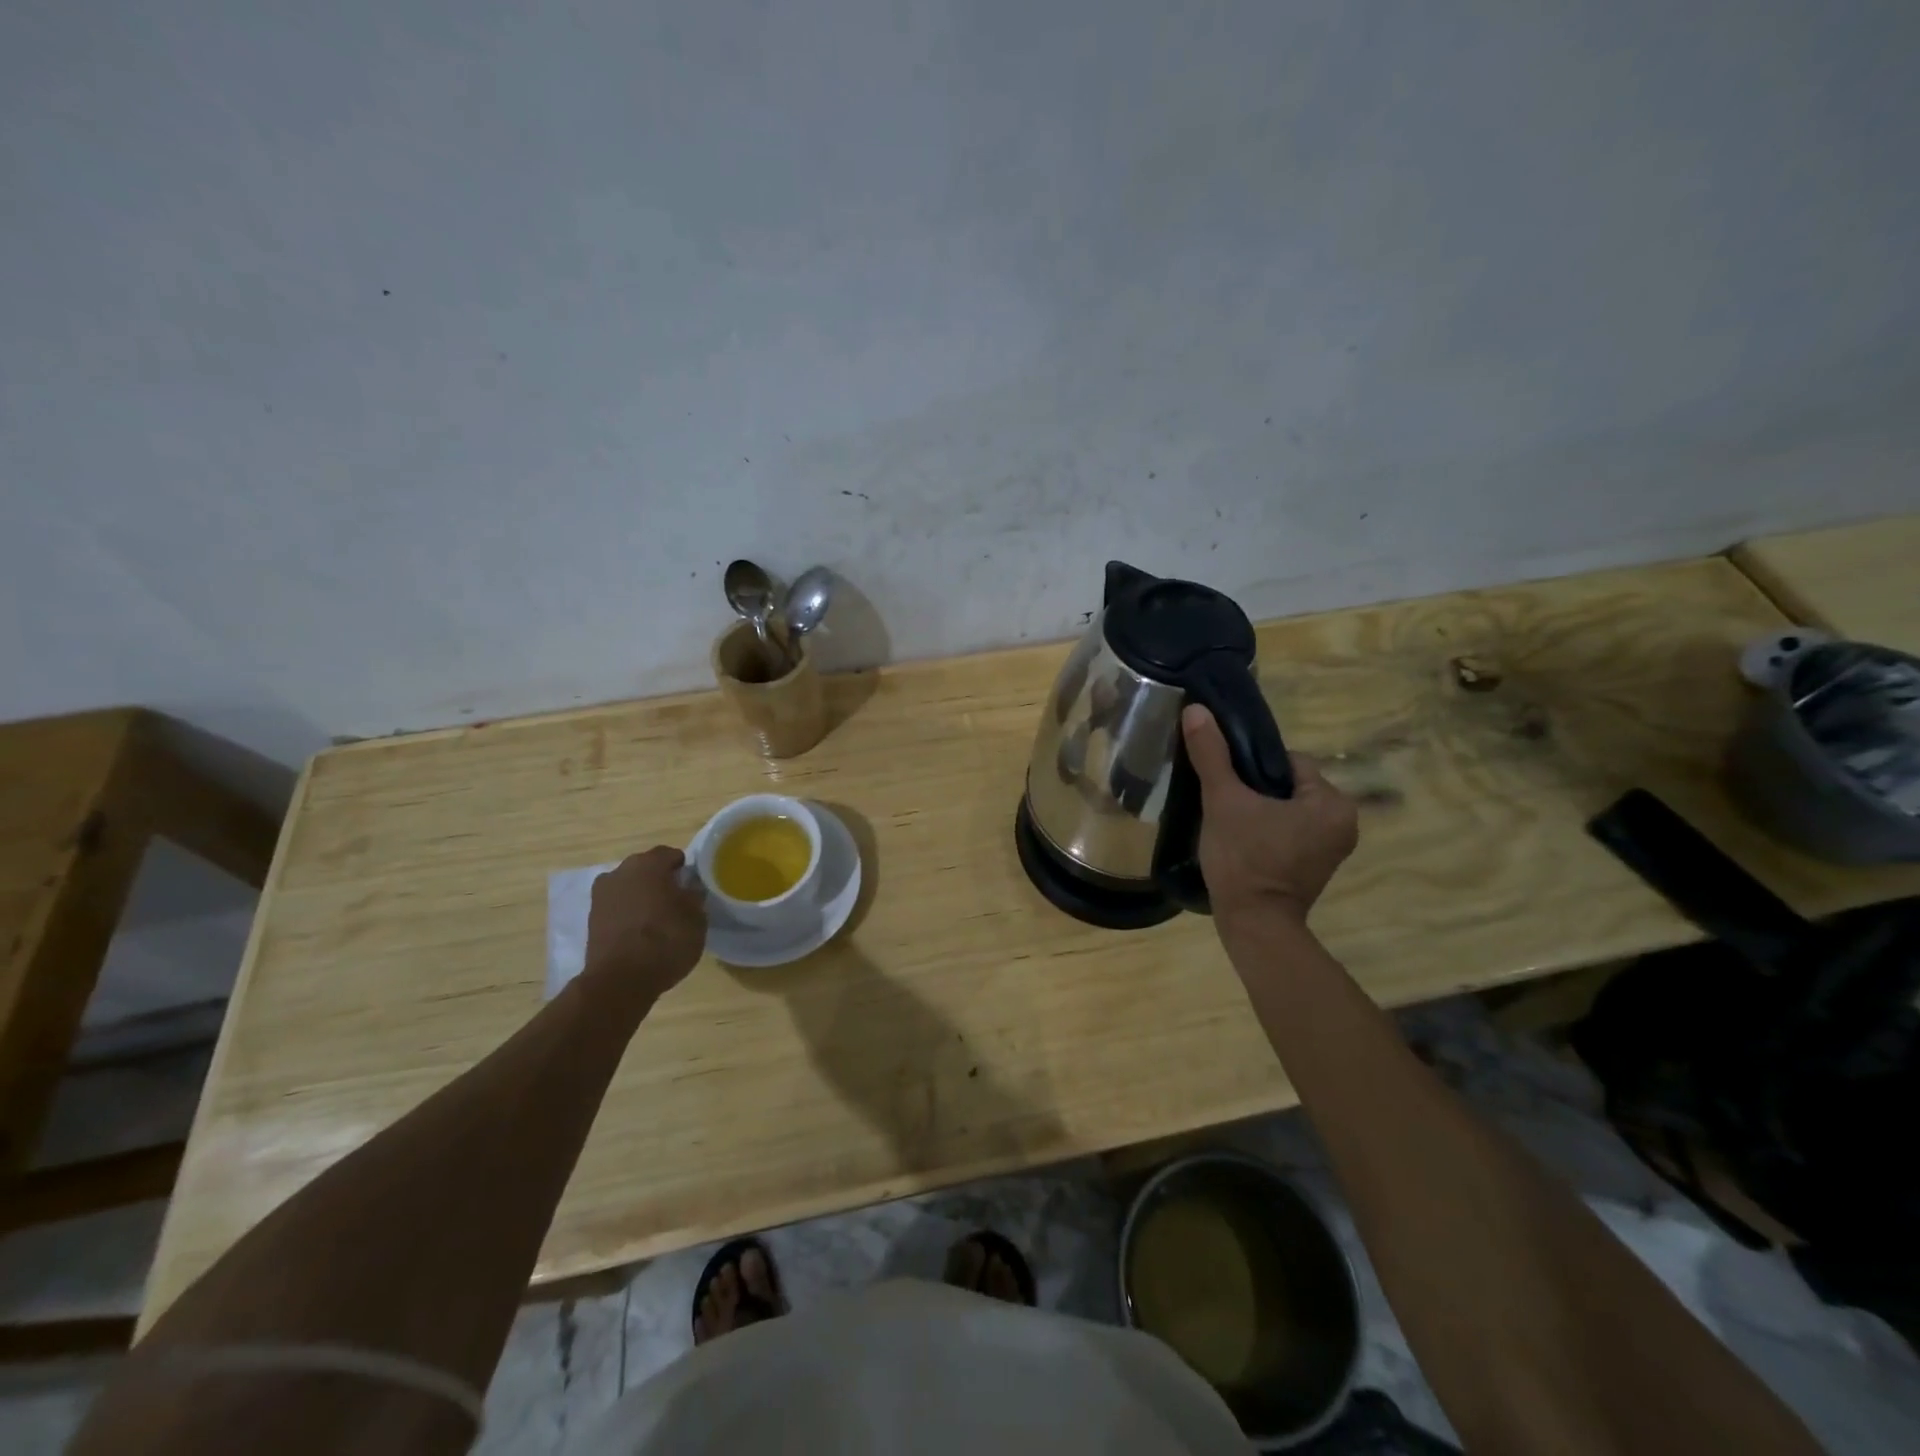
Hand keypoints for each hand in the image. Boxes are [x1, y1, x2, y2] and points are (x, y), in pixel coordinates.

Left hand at [584, 847, 706, 1001]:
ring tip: (657, 918)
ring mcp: (601, 895)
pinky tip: (640, 931)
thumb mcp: (696, 919)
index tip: (692, 886)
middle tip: (677, 901)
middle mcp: (621, 871)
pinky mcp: (591, 918)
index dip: (684, 868)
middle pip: (646, 868)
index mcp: (649, 864)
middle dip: (660, 880)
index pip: (671, 854)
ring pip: (629, 887)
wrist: (619, 981)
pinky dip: (628, 913)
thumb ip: (694, 897)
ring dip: (641, 896)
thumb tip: (689, 889)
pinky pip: (617, 906)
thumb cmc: (665, 942)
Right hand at [1182, 705, 1357, 928]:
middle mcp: (1344, 822)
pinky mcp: (1316, 867)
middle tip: (1223, 800)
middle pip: (1288, 785)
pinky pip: (1289, 832)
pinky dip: (1268, 831)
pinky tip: (1241, 840)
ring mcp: (1332, 848)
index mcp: (1332, 802)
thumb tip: (1196, 709)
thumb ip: (1211, 754)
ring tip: (1228, 820)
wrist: (1253, 925)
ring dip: (1260, 810)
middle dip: (1256, 788)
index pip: (1288, 761)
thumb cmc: (1244, 859)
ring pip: (1287, 809)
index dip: (1252, 765)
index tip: (1226, 781)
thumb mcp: (1223, 800)